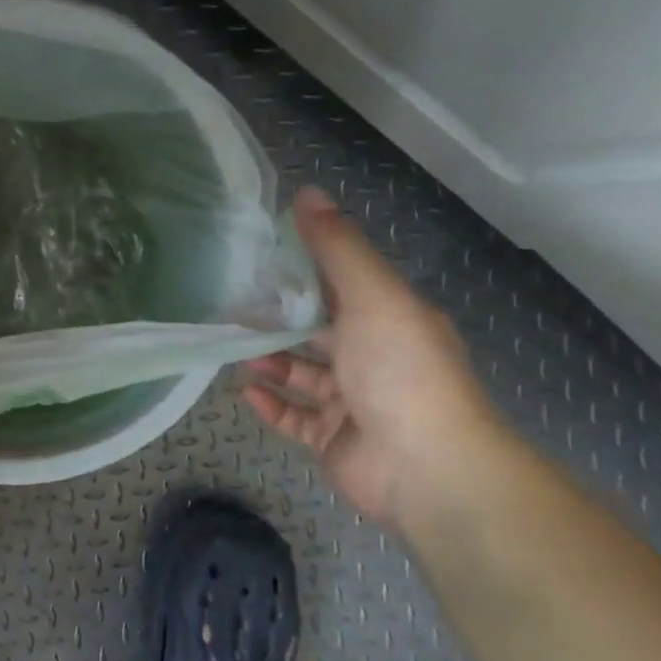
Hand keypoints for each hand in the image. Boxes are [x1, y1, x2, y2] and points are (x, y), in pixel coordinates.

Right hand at [242, 188, 501, 528]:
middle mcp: (374, 359)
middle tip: (234, 306)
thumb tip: (307, 192)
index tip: (261, 256)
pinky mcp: (333, 441)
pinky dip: (271, 404)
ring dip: (270, 361)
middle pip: (318, 331)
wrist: (427, 467)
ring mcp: (353, 403)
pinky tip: (246, 390)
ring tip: (234, 349)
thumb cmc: (400, 370)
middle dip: (279, 319)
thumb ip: (337, 247)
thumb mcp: (372, 295)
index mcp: (391, 320)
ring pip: (302, 375)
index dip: (304, 270)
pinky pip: (294, 418)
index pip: (342, 286)